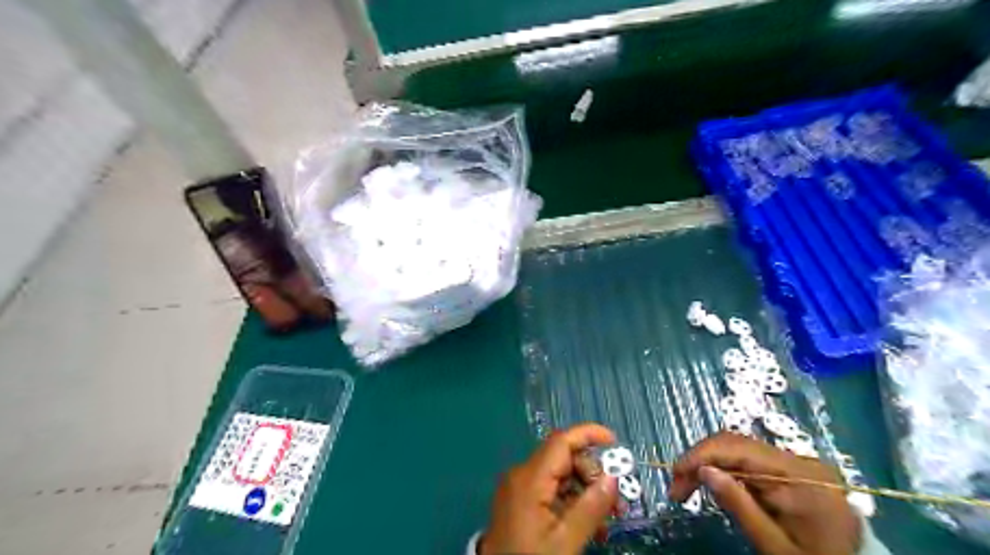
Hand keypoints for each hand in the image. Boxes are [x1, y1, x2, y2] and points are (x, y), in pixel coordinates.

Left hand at [481, 423, 616, 553]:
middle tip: (615, 504)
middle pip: (563, 458)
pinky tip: (586, 523)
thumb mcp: (565, 540)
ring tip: (604, 521)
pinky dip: (570, 500)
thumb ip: (591, 507)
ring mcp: (518, 486)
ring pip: (559, 474)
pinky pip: (550, 489)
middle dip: (592, 474)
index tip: (614, 441)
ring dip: (584, 490)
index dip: (588, 434)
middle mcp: (522, 474)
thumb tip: (613, 477)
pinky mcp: (519, 499)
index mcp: (530, 478)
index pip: (561, 441)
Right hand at [669, 434, 862, 553]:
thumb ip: (739, 505)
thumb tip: (702, 471)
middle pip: (736, 443)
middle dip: (700, 459)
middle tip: (676, 486)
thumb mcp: (776, 547)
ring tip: (687, 487)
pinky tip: (713, 484)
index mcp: (799, 476)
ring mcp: (797, 463)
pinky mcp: (793, 470)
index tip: (673, 475)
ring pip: (739, 448)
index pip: (738, 448)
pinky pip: (751, 460)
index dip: (700, 455)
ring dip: (709, 463)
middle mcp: (798, 459)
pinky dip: (726, 469)